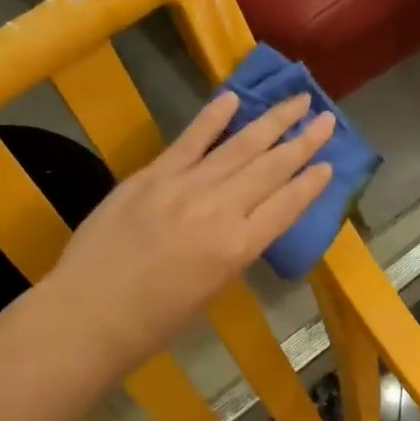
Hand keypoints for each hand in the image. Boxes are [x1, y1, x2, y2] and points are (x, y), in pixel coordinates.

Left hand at [36, 91, 333, 380]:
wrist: (89, 314)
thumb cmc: (156, 321)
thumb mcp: (213, 290)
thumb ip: (233, 250)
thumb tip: (246, 222)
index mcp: (239, 247)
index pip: (287, 206)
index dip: (311, 184)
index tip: (330, 165)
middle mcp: (219, 210)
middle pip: (270, 168)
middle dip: (302, 142)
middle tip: (327, 120)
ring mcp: (184, 187)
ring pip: (238, 147)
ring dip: (271, 122)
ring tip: (297, 101)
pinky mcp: (151, 176)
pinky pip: (189, 141)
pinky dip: (212, 119)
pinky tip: (234, 99)